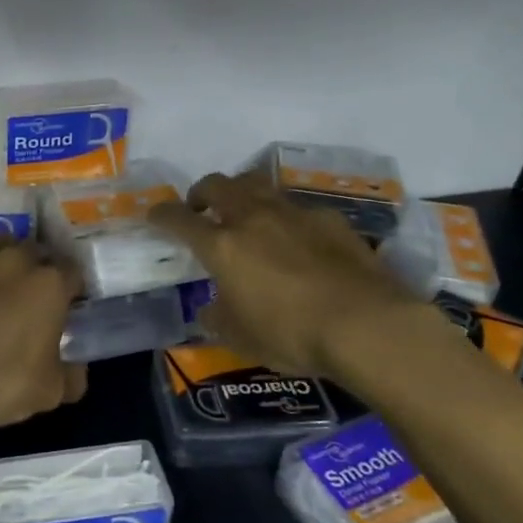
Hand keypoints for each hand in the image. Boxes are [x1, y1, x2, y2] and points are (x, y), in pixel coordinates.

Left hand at [0, 238, 87, 430]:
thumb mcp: (49, 392)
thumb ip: (71, 376)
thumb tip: (76, 370)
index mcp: (50, 284)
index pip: (73, 272)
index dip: (72, 288)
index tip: (67, 304)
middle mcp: (16, 261)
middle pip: (36, 251)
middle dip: (38, 268)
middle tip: (31, 296)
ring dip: (3, 262)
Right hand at [148, 170, 446, 382]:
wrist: (367, 325)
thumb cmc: (291, 335)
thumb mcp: (240, 337)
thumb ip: (217, 318)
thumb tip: (209, 309)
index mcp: (221, 246)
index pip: (178, 219)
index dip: (161, 215)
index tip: (155, 216)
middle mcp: (252, 218)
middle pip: (217, 184)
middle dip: (201, 192)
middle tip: (201, 210)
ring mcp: (293, 213)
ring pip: (257, 184)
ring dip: (242, 193)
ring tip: (245, 214)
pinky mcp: (329, 219)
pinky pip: (296, 206)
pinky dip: (284, 216)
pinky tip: (297, 239)